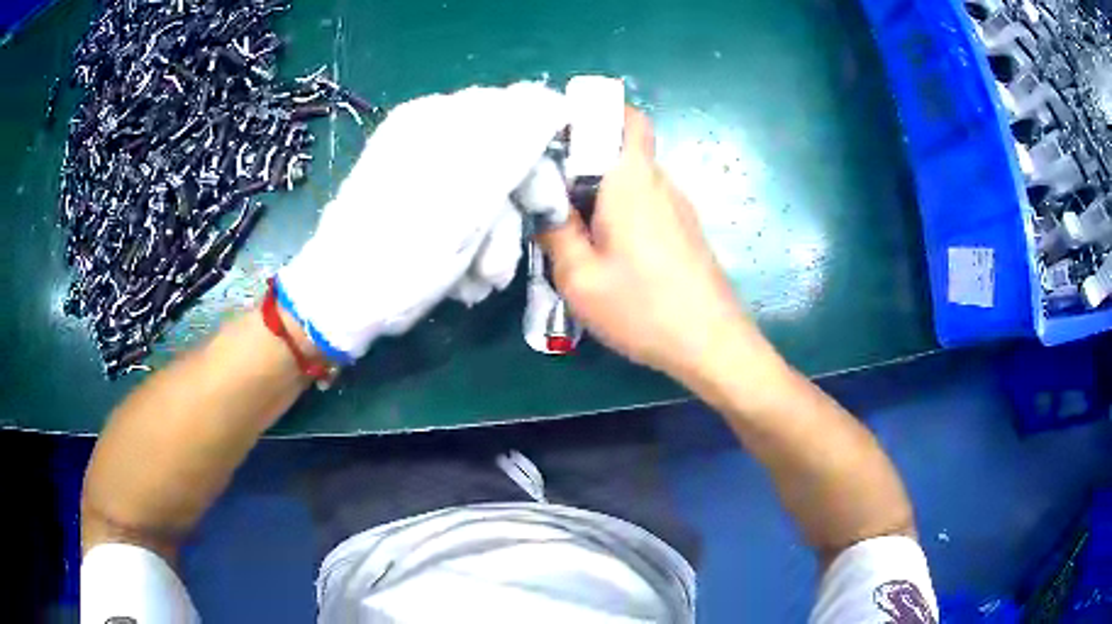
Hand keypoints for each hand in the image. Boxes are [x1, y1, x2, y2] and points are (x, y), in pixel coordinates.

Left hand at [277, 82, 567, 362]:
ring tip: (481, 280)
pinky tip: (464, 278)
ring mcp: (423, 169)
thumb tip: (557, 100)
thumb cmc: (407, 249)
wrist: (343, 300)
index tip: (545, 205)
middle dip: (515, 211)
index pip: (520, 112)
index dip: (541, 157)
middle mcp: (432, 134)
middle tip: (514, 247)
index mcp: (441, 117)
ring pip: (489, 192)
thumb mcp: (470, 191)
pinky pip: (466, 213)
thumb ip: (517, 138)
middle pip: (506, 155)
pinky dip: (472, 247)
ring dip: (495, 242)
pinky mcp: (419, 203)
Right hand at [540, 109, 755, 380]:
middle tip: (549, 190)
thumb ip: (556, 232)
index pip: (626, 117)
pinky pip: (645, 204)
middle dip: (583, 160)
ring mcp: (678, 207)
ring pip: (631, 180)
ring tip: (570, 224)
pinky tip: (604, 249)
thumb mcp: (579, 278)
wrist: (712, 344)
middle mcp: (660, 183)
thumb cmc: (643, 307)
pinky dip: (619, 211)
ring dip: (600, 191)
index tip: (559, 133)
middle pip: (621, 149)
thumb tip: (543, 203)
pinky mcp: (685, 231)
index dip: (594, 112)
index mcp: (633, 180)